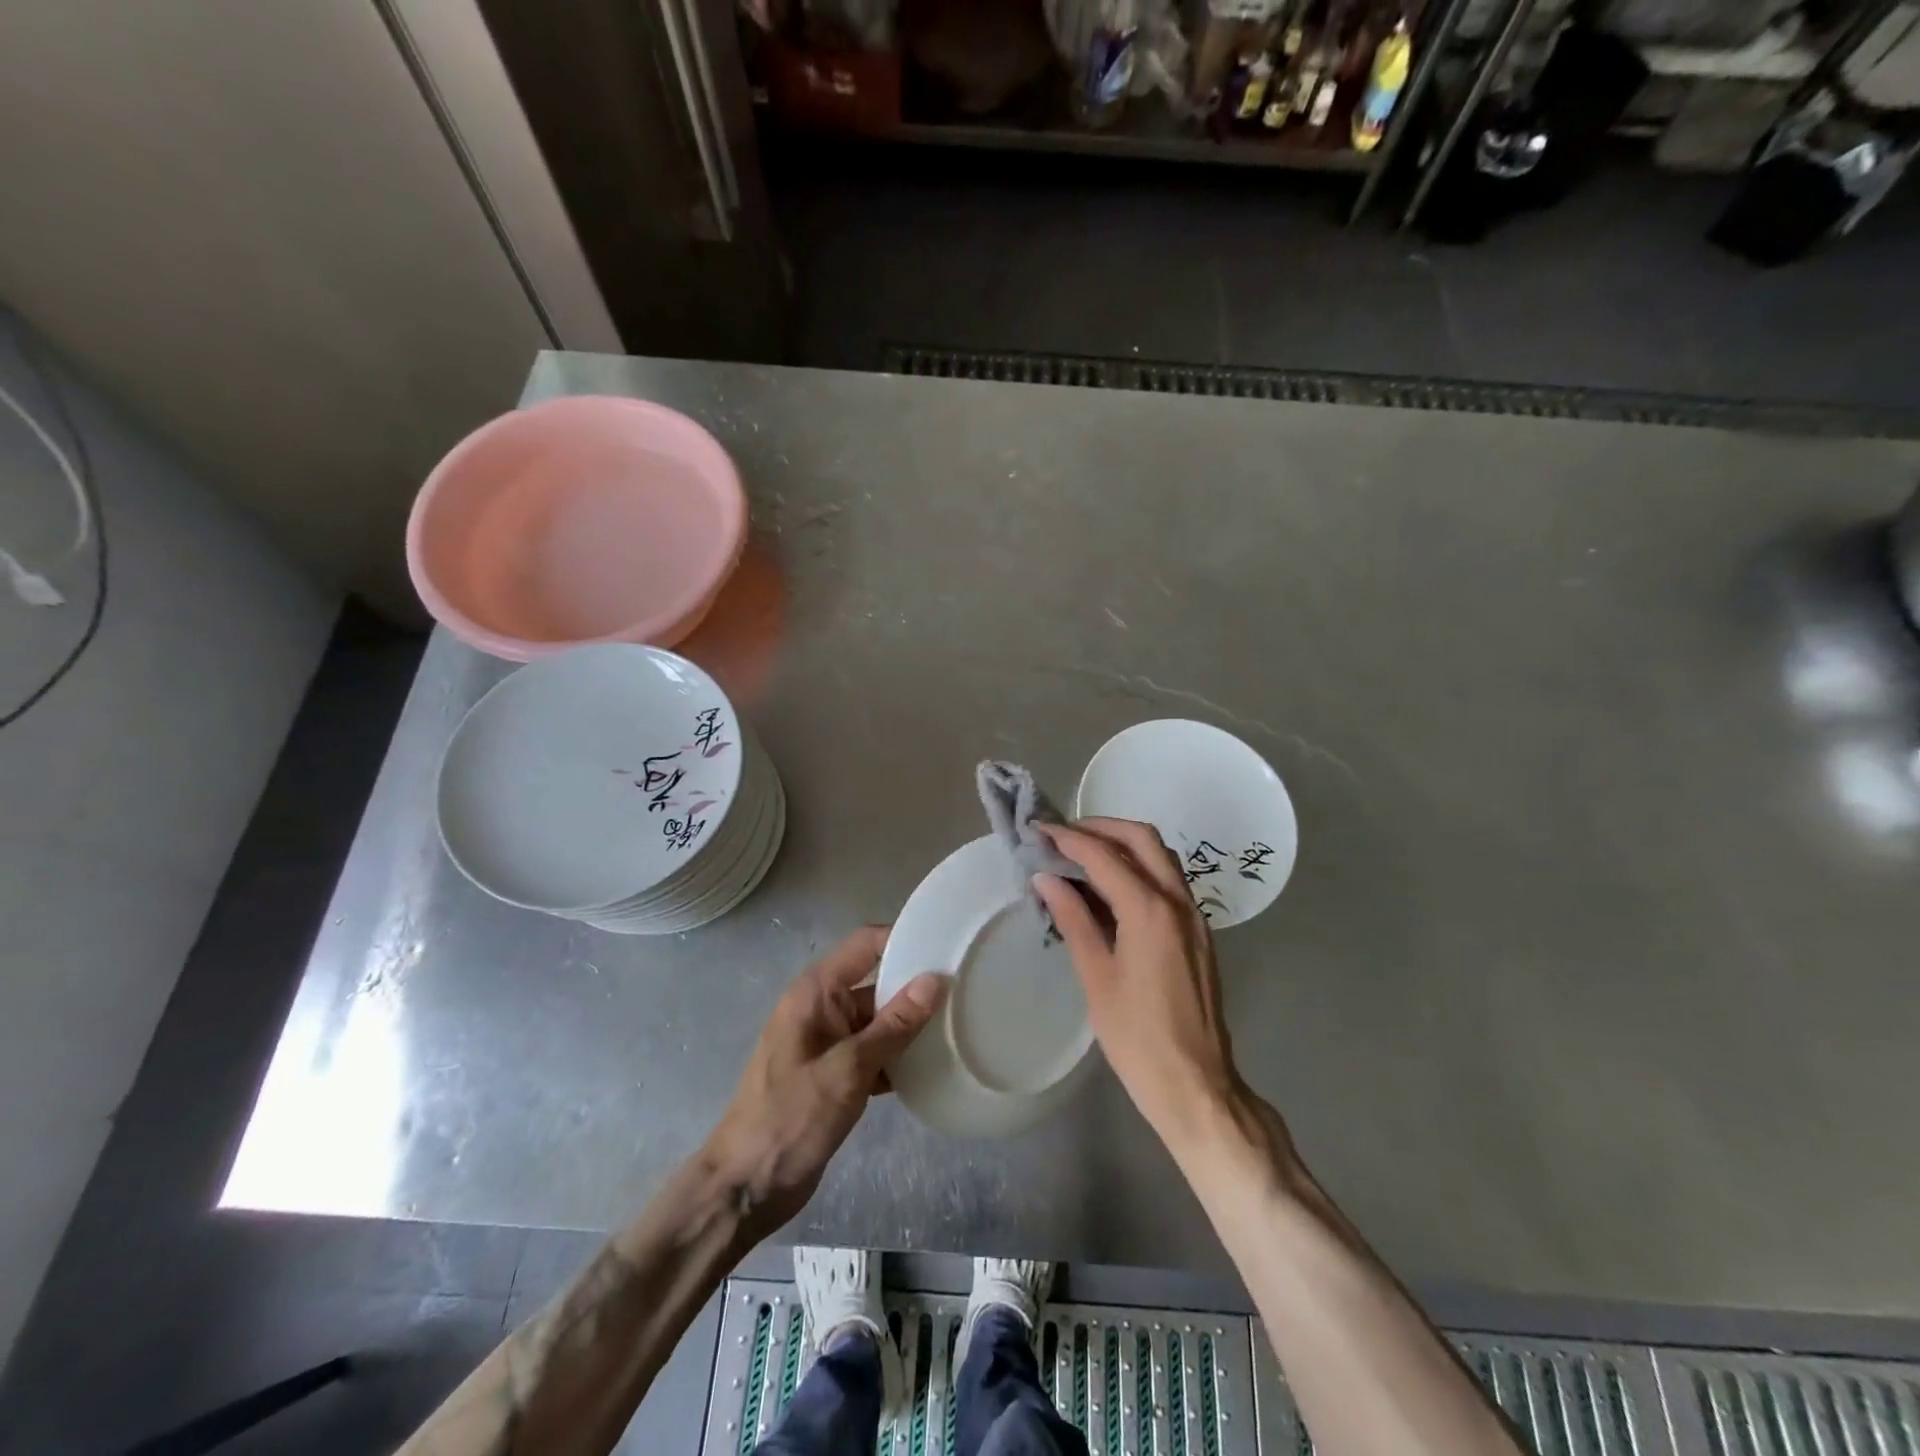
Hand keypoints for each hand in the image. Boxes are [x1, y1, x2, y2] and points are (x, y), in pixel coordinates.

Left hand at [705, 927, 945, 1240]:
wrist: (746, 1187)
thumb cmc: (791, 1118)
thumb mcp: (848, 1069)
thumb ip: (893, 1025)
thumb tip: (935, 980)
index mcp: (816, 992)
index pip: (865, 944)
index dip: (903, 938)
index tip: (947, 945)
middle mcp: (822, 1007)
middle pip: (876, 980)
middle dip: (915, 985)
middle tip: (966, 988)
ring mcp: (828, 1042)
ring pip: (878, 1019)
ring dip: (911, 1025)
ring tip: (959, 1025)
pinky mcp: (835, 1074)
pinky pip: (874, 1051)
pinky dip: (899, 1057)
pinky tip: (933, 1067)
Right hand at [1035, 819, 1247, 1140]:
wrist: (1197, 1085)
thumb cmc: (1137, 1037)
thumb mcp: (1096, 977)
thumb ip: (1074, 919)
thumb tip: (1047, 879)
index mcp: (1150, 911)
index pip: (1105, 856)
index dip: (1069, 839)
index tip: (1039, 831)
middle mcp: (1178, 902)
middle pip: (1142, 839)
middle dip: (1101, 828)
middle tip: (1063, 836)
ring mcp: (1194, 916)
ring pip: (1160, 857)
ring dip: (1122, 844)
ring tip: (1081, 855)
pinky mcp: (1198, 932)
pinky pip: (1168, 881)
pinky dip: (1138, 869)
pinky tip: (1109, 889)